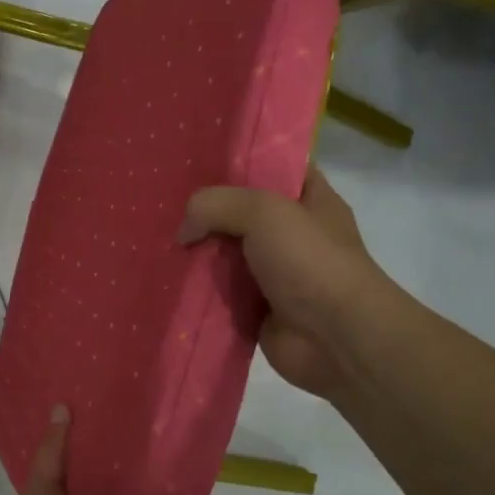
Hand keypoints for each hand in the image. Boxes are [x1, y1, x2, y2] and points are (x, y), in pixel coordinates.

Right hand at [178, 165, 400, 398]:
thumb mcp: (264, 212)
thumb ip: (215, 206)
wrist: (337, 338)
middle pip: (241, 212)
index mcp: (310, 200)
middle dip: (207, 209)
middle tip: (166, 200)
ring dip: (198, 252)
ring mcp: (276, 273)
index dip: (242, 160)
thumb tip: (184, 232)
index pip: (275, 167)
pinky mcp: (258, 308)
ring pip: (226, 253)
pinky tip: (168, 277)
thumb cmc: (310, 261)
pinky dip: (198, 289)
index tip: (199, 157)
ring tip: (157, 238)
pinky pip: (220, 292)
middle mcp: (293, 233)